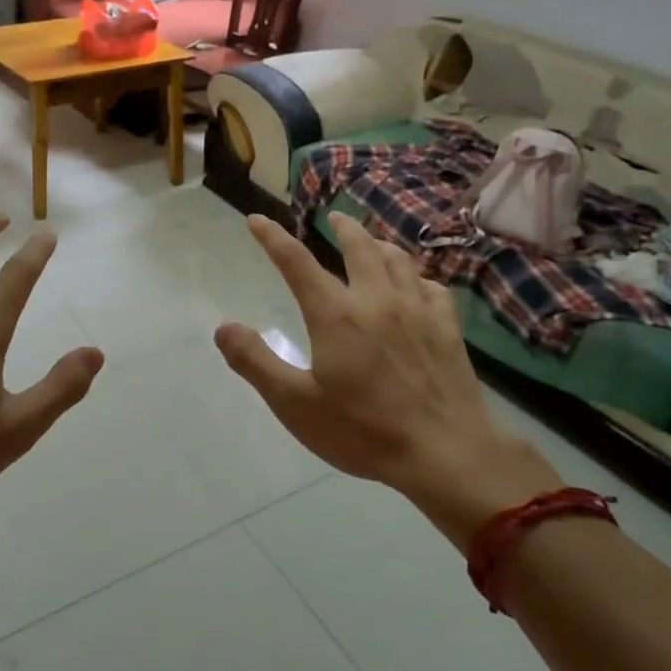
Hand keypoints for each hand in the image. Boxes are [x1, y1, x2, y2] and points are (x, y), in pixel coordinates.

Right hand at [215, 212, 562, 550]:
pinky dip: (418, 277)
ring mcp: (417, 310)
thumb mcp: (295, 404)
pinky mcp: (447, 328)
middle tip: (334, 217)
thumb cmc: (363, 431)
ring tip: (372, 243)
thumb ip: (255, 362)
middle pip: (359, 246)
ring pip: (398, 259)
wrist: (444, 453)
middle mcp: (376, 299)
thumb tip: (222, 328)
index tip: (257, 219)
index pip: (296, 262)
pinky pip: (432, 287)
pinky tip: (416, 286)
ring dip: (380, 244)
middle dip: (342, 226)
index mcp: (335, 314)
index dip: (273, 237)